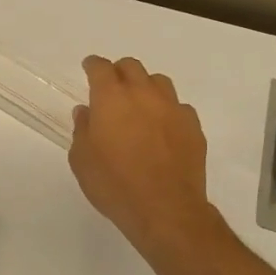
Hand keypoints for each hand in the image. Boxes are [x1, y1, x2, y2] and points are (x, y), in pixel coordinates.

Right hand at [70, 56, 217, 262]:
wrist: (165, 209)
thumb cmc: (114, 184)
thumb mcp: (82, 160)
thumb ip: (82, 130)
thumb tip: (86, 112)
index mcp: (111, 98)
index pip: (101, 68)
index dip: (93, 65)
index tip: (89, 68)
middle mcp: (143, 94)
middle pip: (132, 67)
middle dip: (119, 72)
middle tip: (112, 88)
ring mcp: (172, 108)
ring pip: (159, 82)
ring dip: (146, 87)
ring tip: (139, 105)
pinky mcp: (193, 126)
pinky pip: (178, 107)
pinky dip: (167, 110)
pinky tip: (162, 128)